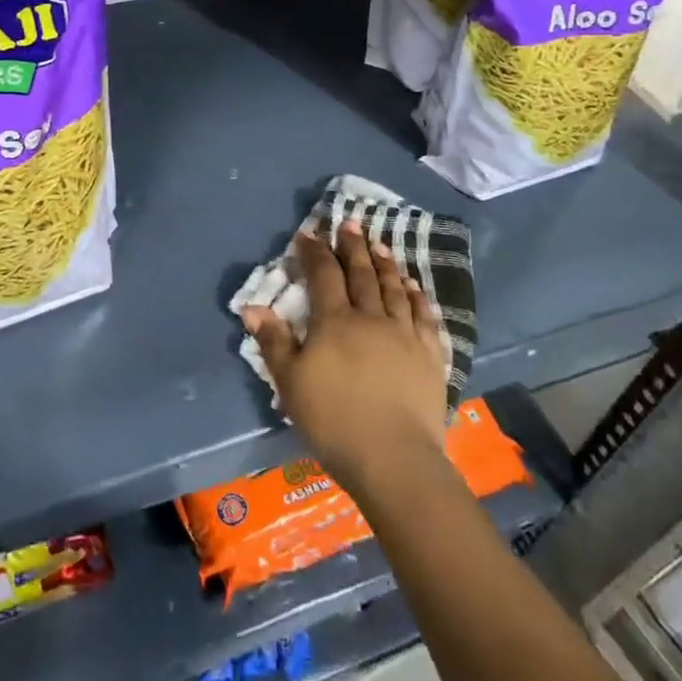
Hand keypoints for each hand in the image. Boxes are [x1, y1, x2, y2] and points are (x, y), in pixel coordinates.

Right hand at [242, 222, 446, 491]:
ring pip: (392, 288)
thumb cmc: (333, 420)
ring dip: (384, 263)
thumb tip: (252, 306)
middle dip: (353, 247)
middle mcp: (370, 318)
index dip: (314, 252)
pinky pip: (422, 315)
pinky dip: (415, 295)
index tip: (309, 232)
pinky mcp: (429, 354)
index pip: (322, 275)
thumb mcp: (291, 383)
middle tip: (350, 223)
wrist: (393, 457)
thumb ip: (273, 341)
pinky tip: (412, 285)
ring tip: (378, 245)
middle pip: (361, 274)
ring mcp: (404, 334)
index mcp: (334, 322)